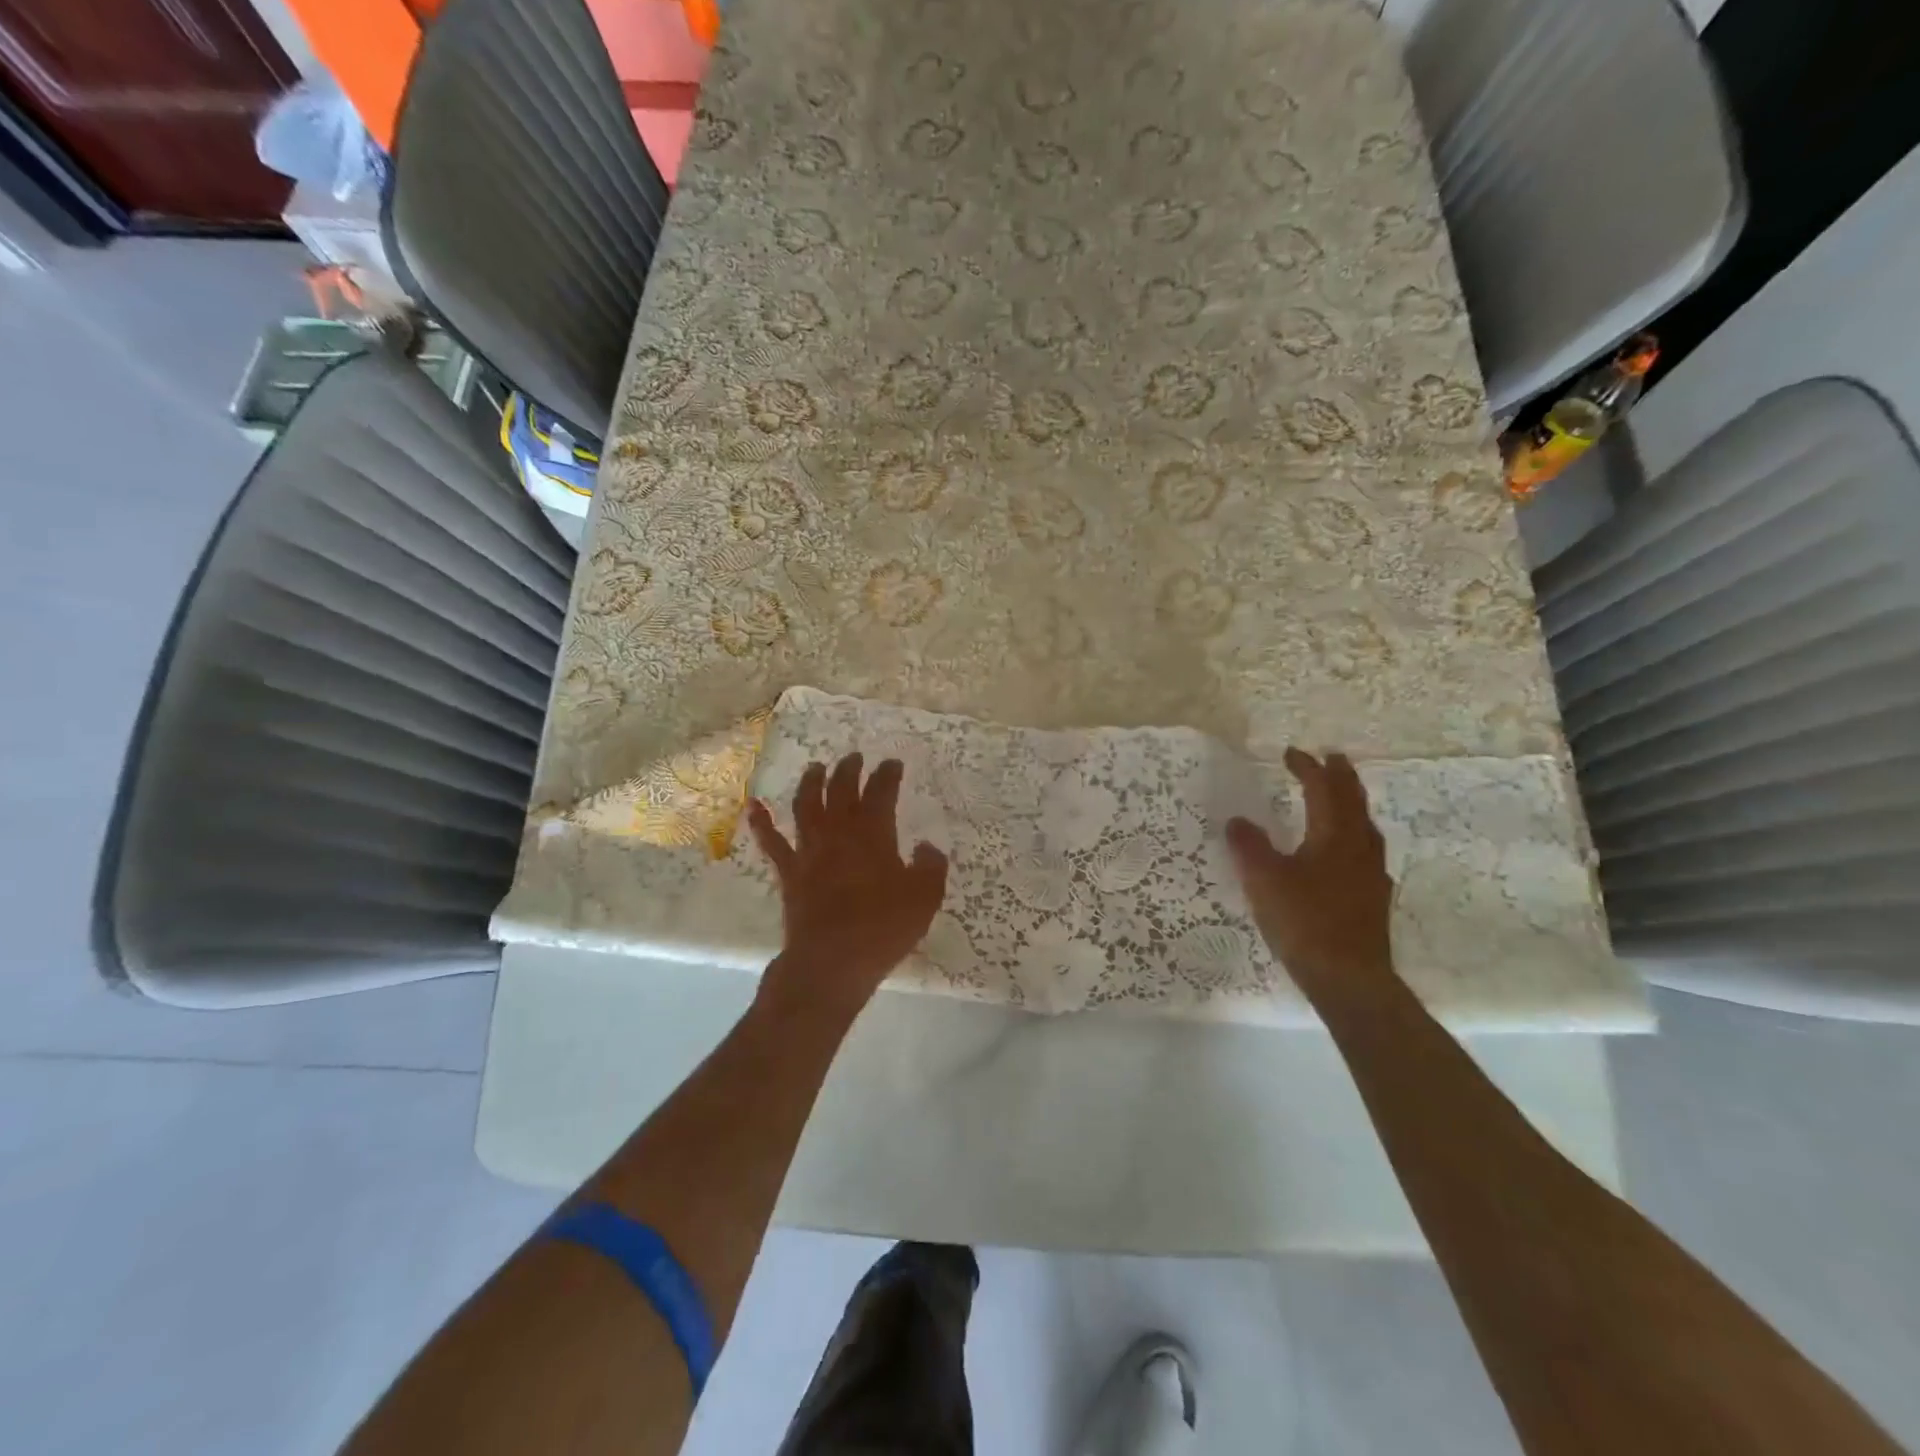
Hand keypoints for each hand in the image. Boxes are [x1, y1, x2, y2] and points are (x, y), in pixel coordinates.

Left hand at [747, 754, 949, 1021]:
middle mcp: (839, 833)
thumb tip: (926, 847)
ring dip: (811, 782)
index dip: (887, 775)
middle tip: (854, 757)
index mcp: (874, 834)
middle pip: (841, 790)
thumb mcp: (925, 898)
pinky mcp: (789, 872)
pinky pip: (772, 842)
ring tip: (816, 767)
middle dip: (849, 770)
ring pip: (807, 805)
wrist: (832, 961)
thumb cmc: (883, 928)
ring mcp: (810, 851)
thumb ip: (931, 867)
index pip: (881, 793)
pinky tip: (753, 806)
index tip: (892, 763)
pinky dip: (761, 822)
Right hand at [1227, 747, 1395, 994]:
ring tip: (1340, 797)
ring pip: (1364, 826)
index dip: (1307, 768)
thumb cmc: (1304, 921)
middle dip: (1341, 777)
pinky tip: (1346, 851)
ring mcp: (1371, 873)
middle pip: (1354, 801)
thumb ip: (1249, 846)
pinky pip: (1365, 850)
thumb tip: (1238, 821)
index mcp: (1334, 835)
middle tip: (1332, 758)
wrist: (1349, 977)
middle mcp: (1359, 847)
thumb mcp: (1264, 880)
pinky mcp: (1372, 897)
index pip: (1323, 789)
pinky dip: (1354, 834)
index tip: (1291, 753)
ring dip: (1351, 804)